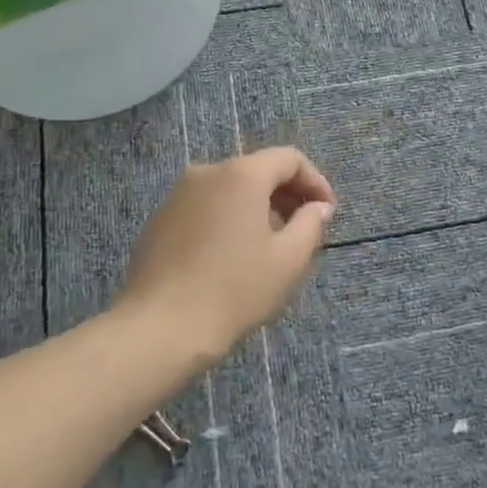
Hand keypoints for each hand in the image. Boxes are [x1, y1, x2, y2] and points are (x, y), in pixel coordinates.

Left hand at [117, 147, 336, 368]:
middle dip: (287, 194)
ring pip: (230, 188)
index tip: (327, 213)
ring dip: (257, 206)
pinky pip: (205, 206)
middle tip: (304, 228)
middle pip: (258, 169)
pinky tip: (232, 254)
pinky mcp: (160, 218)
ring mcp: (178, 194)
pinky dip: (227, 218)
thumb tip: (318, 207)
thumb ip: (311, 224)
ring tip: (270, 243)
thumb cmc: (234, 290)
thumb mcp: (288, 260)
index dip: (315, 181)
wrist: (159, 328)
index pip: (289, 159)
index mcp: (242, 174)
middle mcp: (207, 171)